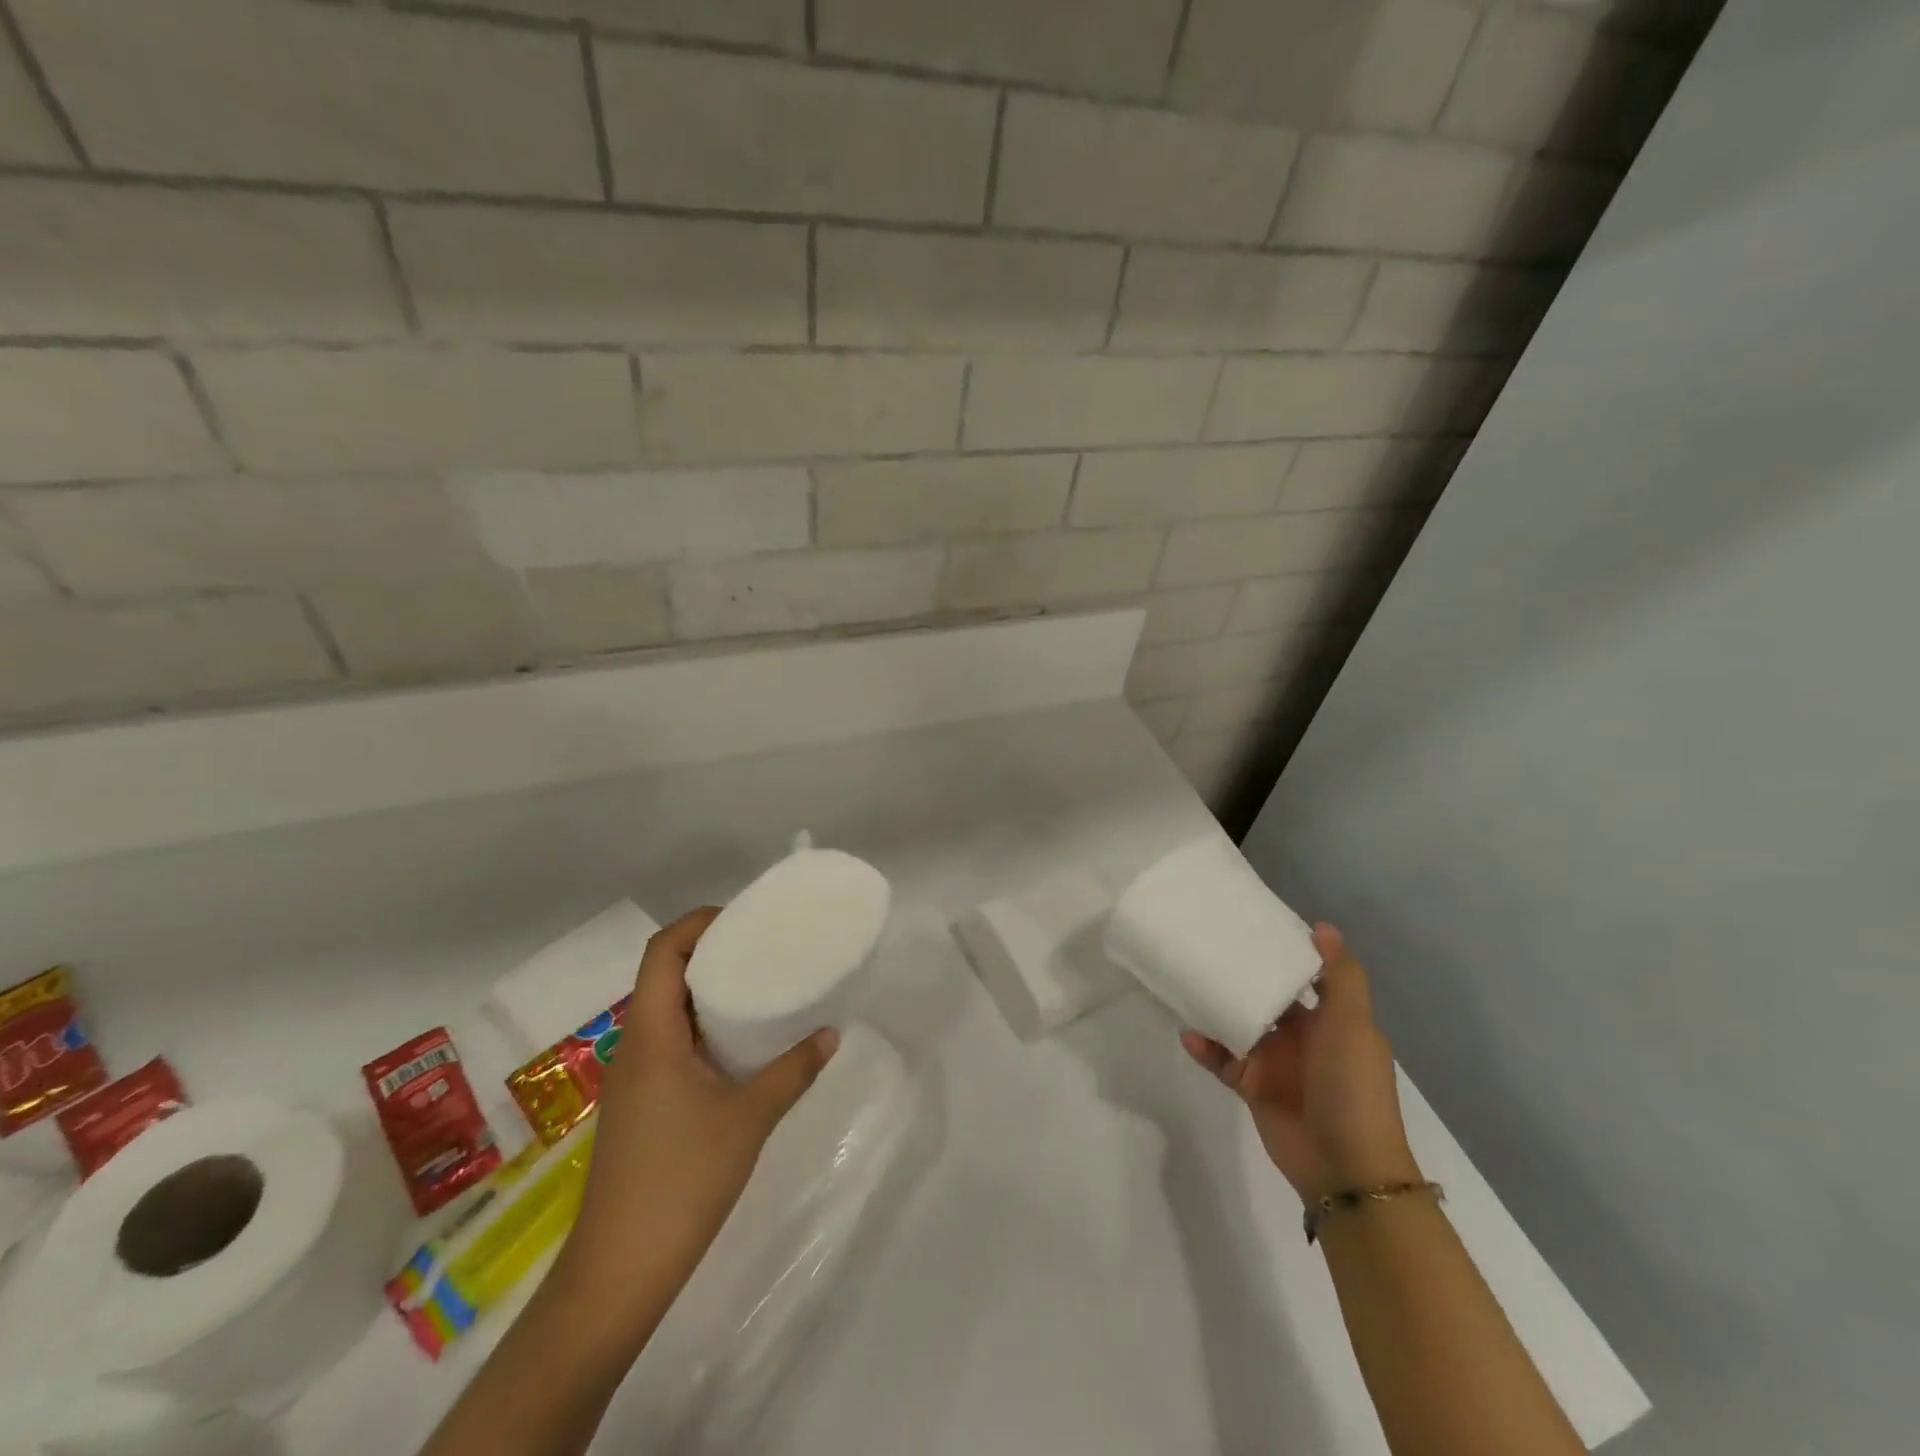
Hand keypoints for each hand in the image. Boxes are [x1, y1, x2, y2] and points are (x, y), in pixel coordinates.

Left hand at [560, 907, 837, 1301]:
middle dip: (709, 951)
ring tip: (758, 986)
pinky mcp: (641, 1106)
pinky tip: (739, 1046)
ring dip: (706, 991)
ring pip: (666, 1011)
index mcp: (651, 1035)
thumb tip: (831, 1034)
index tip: (743, 918)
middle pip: (663, 975)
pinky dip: (703, 1027)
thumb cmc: (680, 1182)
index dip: (698, 924)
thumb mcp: (748, 1119)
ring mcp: (634, 1079)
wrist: (617, 1273)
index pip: (662, 953)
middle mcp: (635, 1047)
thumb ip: (792, 1071)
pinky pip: (670, 1043)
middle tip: (762, 946)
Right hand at [1182, 923, 1418, 1201]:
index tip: (1250, 923)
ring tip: (1186, 983)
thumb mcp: (1353, 1025)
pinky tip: (1188, 1033)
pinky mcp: (1252, 1087)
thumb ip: (1339, 976)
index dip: (1281, 952)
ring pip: (1239, 1025)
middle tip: (1205, 946)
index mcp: (1331, 1020)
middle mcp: (1303, 1037)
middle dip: (1240, 976)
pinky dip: (1205, 1047)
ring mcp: (1275, 1063)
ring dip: (1216, 1008)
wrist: (1345, 1166)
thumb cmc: (1351, 1086)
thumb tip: (1322, 925)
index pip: (1303, 977)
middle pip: (1265, 997)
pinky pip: (1222, 1060)